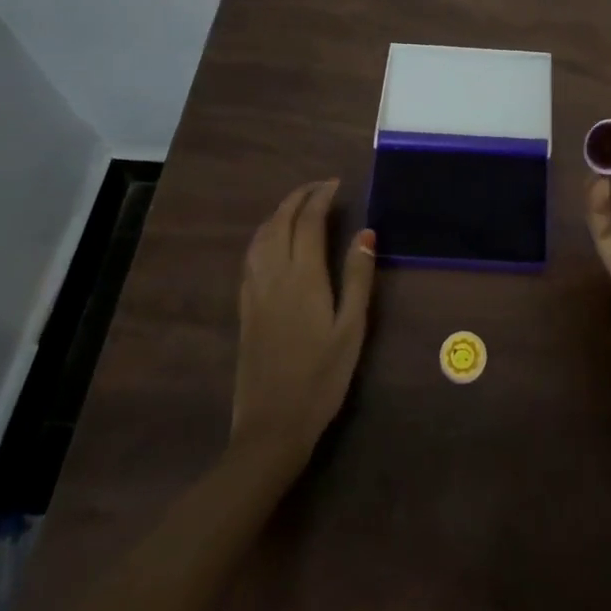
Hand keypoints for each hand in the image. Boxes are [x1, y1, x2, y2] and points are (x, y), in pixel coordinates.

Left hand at [230, 180, 375, 467]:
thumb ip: (358, 278)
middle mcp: (274, 276)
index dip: (321, 197)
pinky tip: (272, 241)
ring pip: (261, 237)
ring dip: (278, 213)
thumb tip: (366, 233)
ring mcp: (255, 292)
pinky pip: (250, 257)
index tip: (337, 183)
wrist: (271, 426)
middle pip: (280, 222)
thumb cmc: (322, 378)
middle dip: (298, 197)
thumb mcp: (352, 329)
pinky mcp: (245, 309)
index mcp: (304, 277)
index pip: (309, 221)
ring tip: (298, 205)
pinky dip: (263, 235)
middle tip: (320, 187)